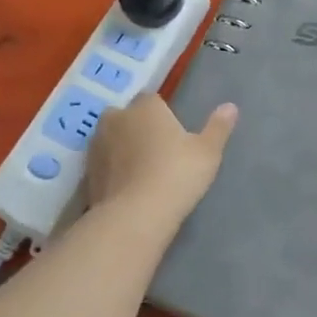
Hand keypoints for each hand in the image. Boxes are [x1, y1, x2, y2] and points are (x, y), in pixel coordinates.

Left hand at [85, 94, 237, 229]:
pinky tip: (125, 188)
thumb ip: (218, 127)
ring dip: (121, 149)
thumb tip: (230, 106)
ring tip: (140, 171)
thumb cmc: (176, 174)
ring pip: (111, 139)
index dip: (161, 115)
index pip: (151, 100)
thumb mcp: (207, 152)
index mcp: (145, 106)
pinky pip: (102, 165)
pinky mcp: (86, 173)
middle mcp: (116, 118)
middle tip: (156, 151)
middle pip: (126, 116)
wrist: (135, 216)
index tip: (173, 134)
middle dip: (137, 127)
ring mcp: (97, 146)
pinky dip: (111, 171)